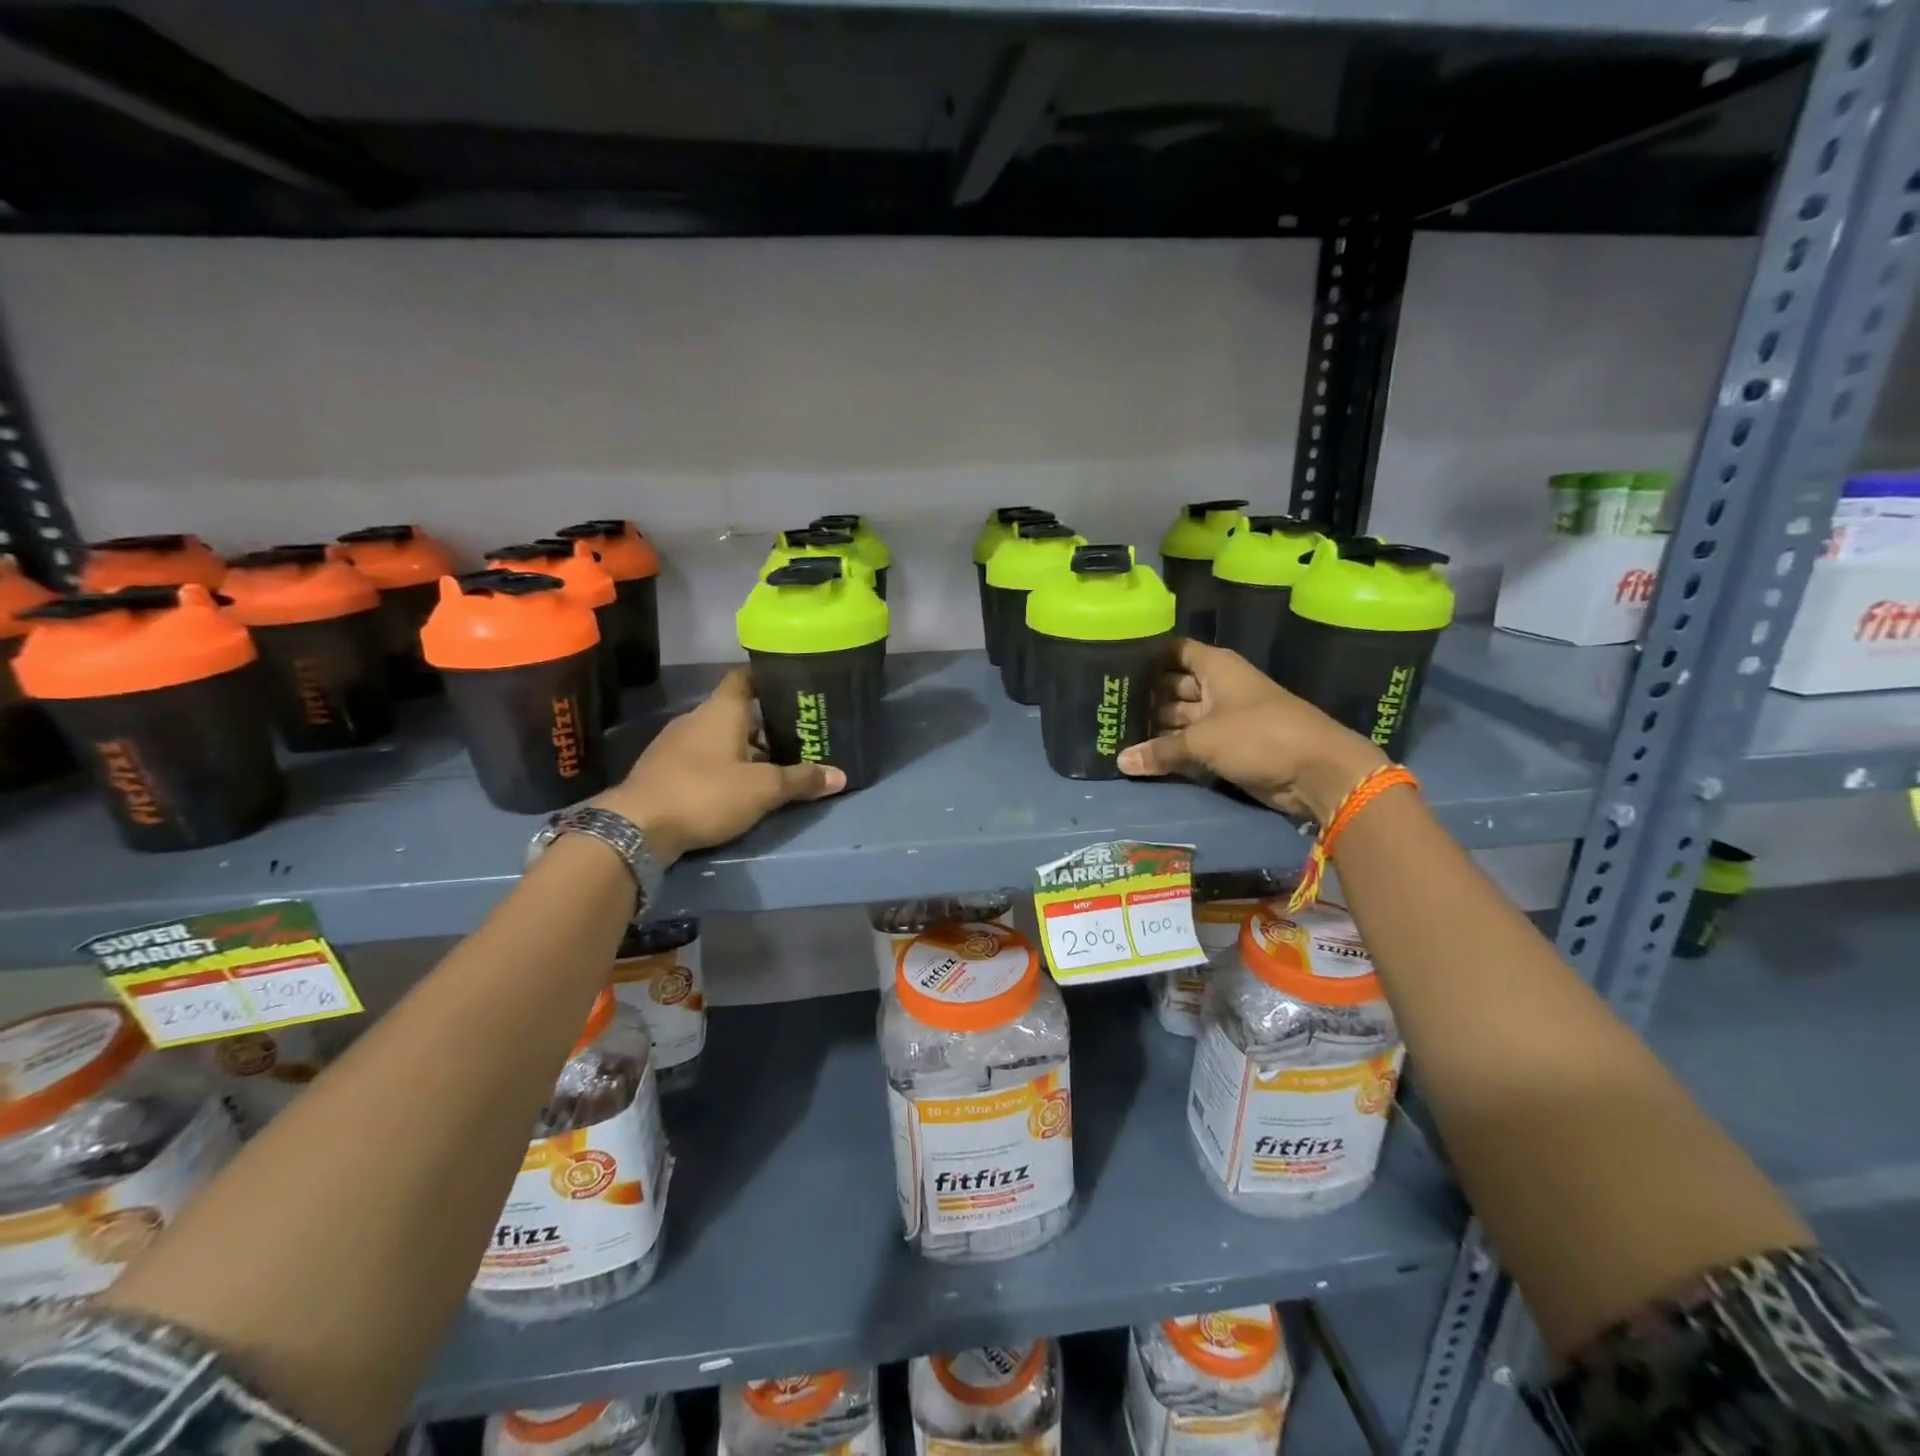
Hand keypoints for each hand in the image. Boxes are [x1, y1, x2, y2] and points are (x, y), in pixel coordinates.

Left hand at [594, 670, 845, 861]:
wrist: (636, 827)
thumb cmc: (706, 793)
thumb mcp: (763, 789)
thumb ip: (801, 780)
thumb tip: (841, 776)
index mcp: (721, 711)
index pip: (745, 679)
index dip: (767, 679)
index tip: (792, 687)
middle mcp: (696, 719)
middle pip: (736, 712)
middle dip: (764, 725)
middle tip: (796, 737)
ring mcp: (675, 744)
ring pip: (718, 737)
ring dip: (743, 749)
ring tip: (773, 766)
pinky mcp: (663, 770)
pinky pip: (701, 758)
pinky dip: (722, 766)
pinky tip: (737, 786)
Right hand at [1116, 639, 1386, 822]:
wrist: (1317, 772)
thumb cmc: (1259, 736)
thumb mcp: (1204, 740)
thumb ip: (1161, 750)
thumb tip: (1120, 761)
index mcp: (1216, 667)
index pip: (1174, 651)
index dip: (1147, 655)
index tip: (1112, 663)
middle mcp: (1218, 687)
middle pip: (1172, 685)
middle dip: (1144, 695)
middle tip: (1104, 705)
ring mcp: (1223, 718)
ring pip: (1180, 717)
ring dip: (1155, 726)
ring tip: (1114, 730)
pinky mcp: (1228, 746)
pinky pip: (1191, 743)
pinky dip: (1171, 749)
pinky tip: (1140, 754)